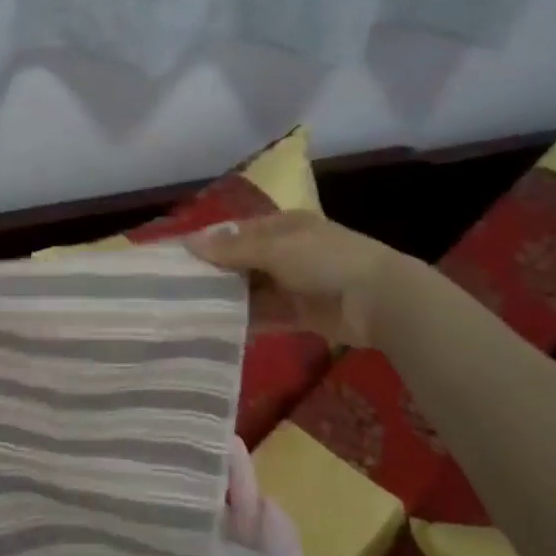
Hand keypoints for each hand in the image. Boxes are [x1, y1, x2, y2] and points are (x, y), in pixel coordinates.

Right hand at [186, 211, 405, 346]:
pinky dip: (246, 321)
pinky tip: (218, 329)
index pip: (238, 232)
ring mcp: (295, 284)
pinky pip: (267, 316)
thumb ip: (232, 248)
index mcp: (283, 226)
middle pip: (242, 262)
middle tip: (175, 289)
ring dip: (228, 299)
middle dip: (215, 274)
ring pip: (252, 291)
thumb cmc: (326, 259)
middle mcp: (287, 252)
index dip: (209, 243)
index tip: (176, 258)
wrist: (380, 300)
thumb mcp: (275, 247)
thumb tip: (187, 242)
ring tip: (190, 311)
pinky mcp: (301, 314)